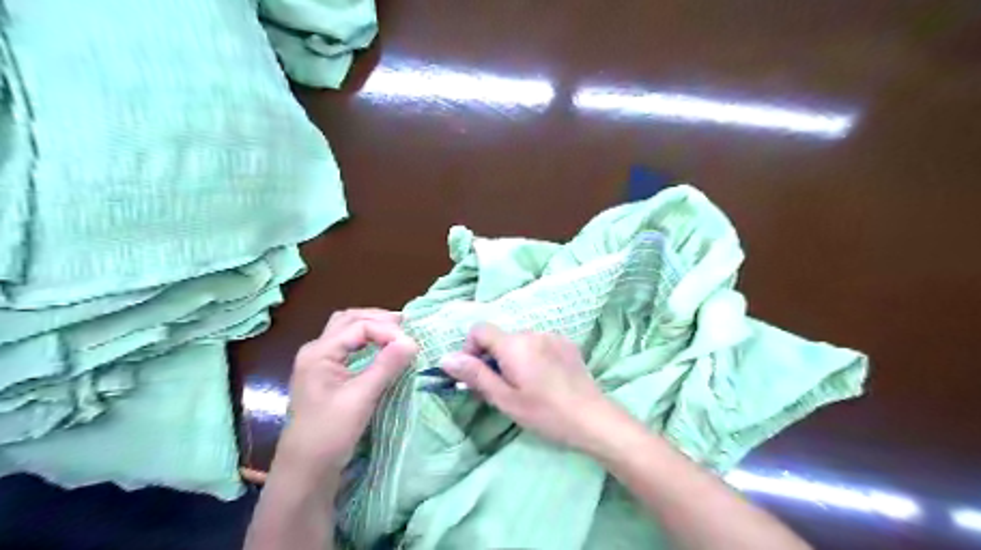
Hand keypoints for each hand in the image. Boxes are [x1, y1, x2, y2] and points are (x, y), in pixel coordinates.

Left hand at [273, 310, 418, 476]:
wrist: (305, 471)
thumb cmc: (329, 433)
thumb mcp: (361, 397)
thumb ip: (386, 365)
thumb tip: (413, 341)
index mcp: (319, 352)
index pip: (358, 326)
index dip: (387, 331)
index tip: (411, 346)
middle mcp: (316, 351)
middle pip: (349, 320)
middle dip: (378, 319)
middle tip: (406, 326)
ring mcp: (319, 363)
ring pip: (347, 331)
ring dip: (371, 327)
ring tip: (396, 334)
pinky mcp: (326, 376)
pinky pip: (348, 347)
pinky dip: (367, 341)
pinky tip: (382, 350)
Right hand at [438, 323, 618, 451]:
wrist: (592, 418)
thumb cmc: (544, 413)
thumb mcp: (505, 399)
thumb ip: (475, 375)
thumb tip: (446, 358)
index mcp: (514, 344)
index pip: (479, 330)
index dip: (471, 349)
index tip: (478, 374)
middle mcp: (532, 332)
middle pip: (500, 337)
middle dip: (494, 358)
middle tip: (502, 388)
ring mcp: (552, 336)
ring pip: (520, 341)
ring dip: (514, 358)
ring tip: (527, 386)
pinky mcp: (567, 343)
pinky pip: (540, 343)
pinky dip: (534, 356)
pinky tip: (546, 379)